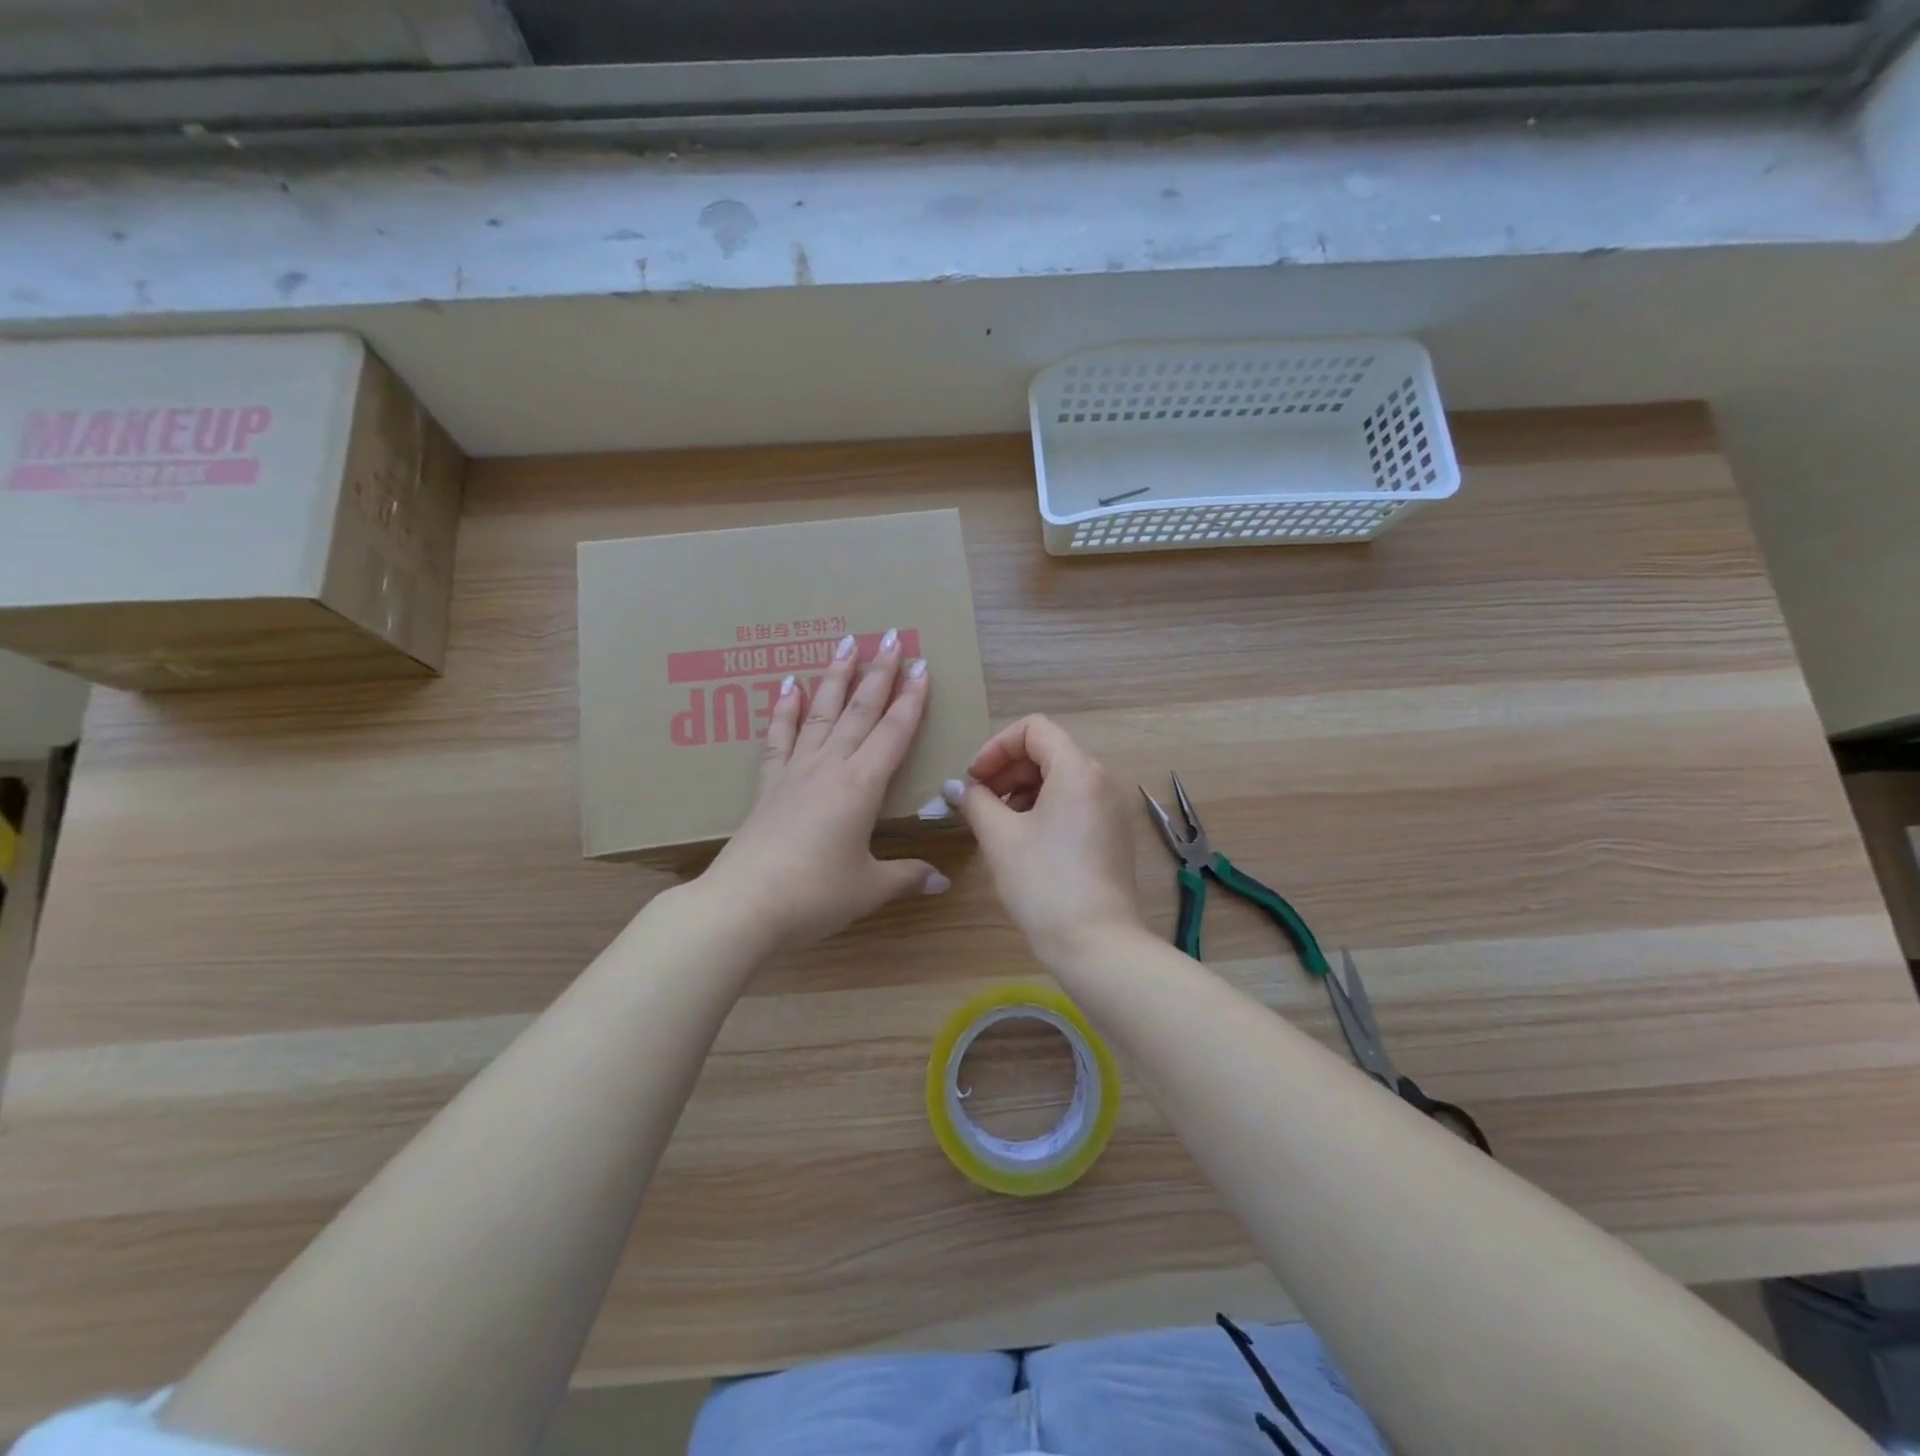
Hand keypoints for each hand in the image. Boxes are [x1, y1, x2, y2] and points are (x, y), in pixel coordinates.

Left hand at [700, 631, 948, 948]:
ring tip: (846, 643)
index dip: (911, 699)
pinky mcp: (768, 786)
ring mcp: (795, 772)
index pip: (895, 732)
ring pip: (821, 713)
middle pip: (859, 710)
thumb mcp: (869, 888)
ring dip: (836, 677)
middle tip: (892, 637)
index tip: (921, 666)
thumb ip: (907, 877)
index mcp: (862, 786)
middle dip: (879, 673)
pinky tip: (788, 684)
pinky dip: (785, 709)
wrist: (743, 905)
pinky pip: (779, 737)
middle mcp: (830, 767)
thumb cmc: (814, 895)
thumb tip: (942, 881)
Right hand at [947, 715, 1146, 965]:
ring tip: (997, 823)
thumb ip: (975, 801)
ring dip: (1022, 790)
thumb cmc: (1043, 882)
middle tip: (979, 802)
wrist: (1096, 943)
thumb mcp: (1000, 837)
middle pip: (1048, 751)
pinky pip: (1074, 802)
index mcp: (1077, 769)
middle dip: (1007, 769)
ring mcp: (1111, 808)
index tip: (975, 779)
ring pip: (1060, 778)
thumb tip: (957, 787)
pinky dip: (1044, 808)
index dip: (997, 746)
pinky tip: (1023, 840)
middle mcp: (1101, 779)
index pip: (1034, 728)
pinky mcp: (1112, 834)